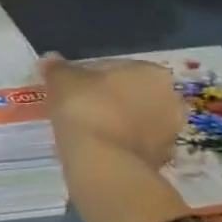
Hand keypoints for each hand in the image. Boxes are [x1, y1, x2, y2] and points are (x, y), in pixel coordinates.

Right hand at [38, 53, 184, 170]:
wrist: (103, 163)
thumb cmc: (85, 109)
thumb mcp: (62, 81)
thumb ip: (57, 68)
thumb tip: (50, 59)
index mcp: (151, 72)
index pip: (115, 68)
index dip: (88, 76)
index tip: (69, 88)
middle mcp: (170, 99)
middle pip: (130, 95)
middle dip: (108, 100)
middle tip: (78, 109)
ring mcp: (169, 133)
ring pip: (134, 121)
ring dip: (116, 124)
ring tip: (85, 132)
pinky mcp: (161, 161)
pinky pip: (133, 146)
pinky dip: (118, 145)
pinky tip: (96, 149)